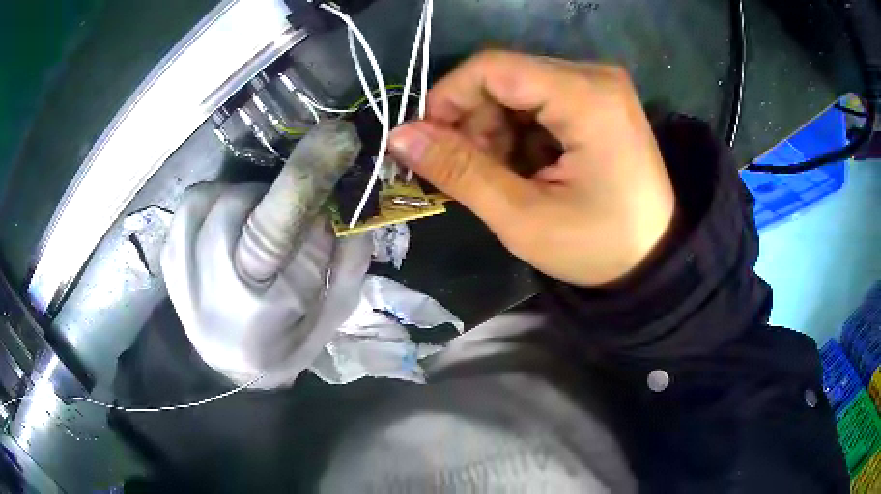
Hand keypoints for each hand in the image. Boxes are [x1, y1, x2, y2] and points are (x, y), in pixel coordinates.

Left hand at [162, 183, 371, 388]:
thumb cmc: (288, 343)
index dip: (308, 177)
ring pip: (213, 199)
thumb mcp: (333, 313)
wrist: (229, 365)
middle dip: (273, 203)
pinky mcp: (168, 256)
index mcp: (259, 315)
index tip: (338, 136)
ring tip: (251, 232)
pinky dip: (217, 205)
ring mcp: (180, 272)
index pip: (278, 233)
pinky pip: (193, 204)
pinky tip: (225, 232)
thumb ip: (347, 259)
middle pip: (241, 207)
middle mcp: (209, 294)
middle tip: (284, 224)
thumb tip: (349, 196)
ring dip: (244, 203)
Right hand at [389, 50, 674, 285]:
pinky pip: (539, 99)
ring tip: (504, 176)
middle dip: (474, 121)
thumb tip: (399, 135)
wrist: (654, 260)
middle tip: (474, 172)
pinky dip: (519, 131)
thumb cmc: (599, 247)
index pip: (493, 67)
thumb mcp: (523, 218)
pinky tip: (528, 167)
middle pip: (505, 75)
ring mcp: (600, 85)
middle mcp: (595, 75)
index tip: (429, 142)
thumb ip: (459, 171)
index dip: (448, 98)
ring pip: (517, 88)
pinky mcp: (599, 99)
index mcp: (586, 96)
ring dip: (495, 129)